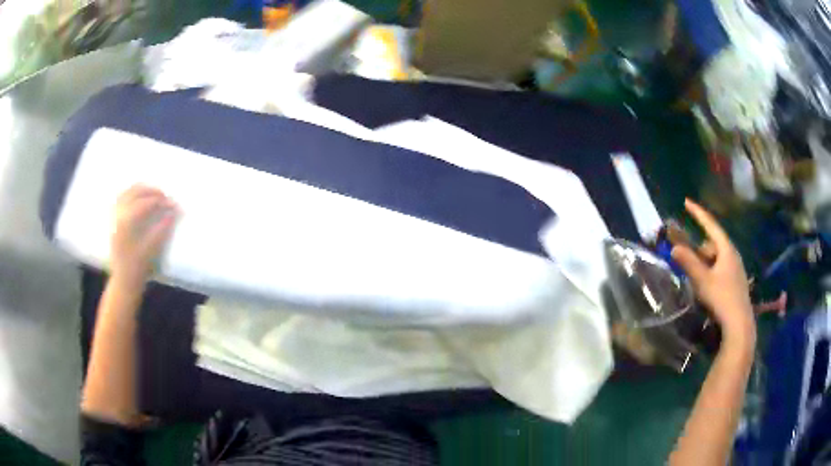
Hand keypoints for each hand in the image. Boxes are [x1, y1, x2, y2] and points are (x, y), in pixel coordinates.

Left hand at [111, 185, 177, 285]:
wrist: (124, 280)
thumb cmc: (138, 267)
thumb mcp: (152, 249)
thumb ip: (163, 227)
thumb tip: (174, 210)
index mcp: (126, 222)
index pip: (146, 202)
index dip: (161, 201)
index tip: (174, 204)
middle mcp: (118, 214)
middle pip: (136, 192)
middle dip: (152, 191)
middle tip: (166, 198)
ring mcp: (114, 215)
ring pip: (128, 191)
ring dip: (142, 190)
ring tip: (155, 196)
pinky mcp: (113, 219)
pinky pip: (122, 197)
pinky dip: (133, 194)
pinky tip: (141, 200)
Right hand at [671, 200, 755, 351]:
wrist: (739, 323)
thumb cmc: (721, 298)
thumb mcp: (702, 281)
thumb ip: (688, 263)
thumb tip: (674, 248)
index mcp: (726, 249)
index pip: (710, 225)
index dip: (698, 213)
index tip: (686, 202)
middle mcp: (733, 254)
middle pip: (713, 243)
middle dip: (700, 249)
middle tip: (689, 262)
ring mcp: (736, 268)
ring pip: (717, 257)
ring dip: (705, 262)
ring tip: (698, 279)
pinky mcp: (736, 280)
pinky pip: (721, 267)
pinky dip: (711, 270)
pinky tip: (708, 286)